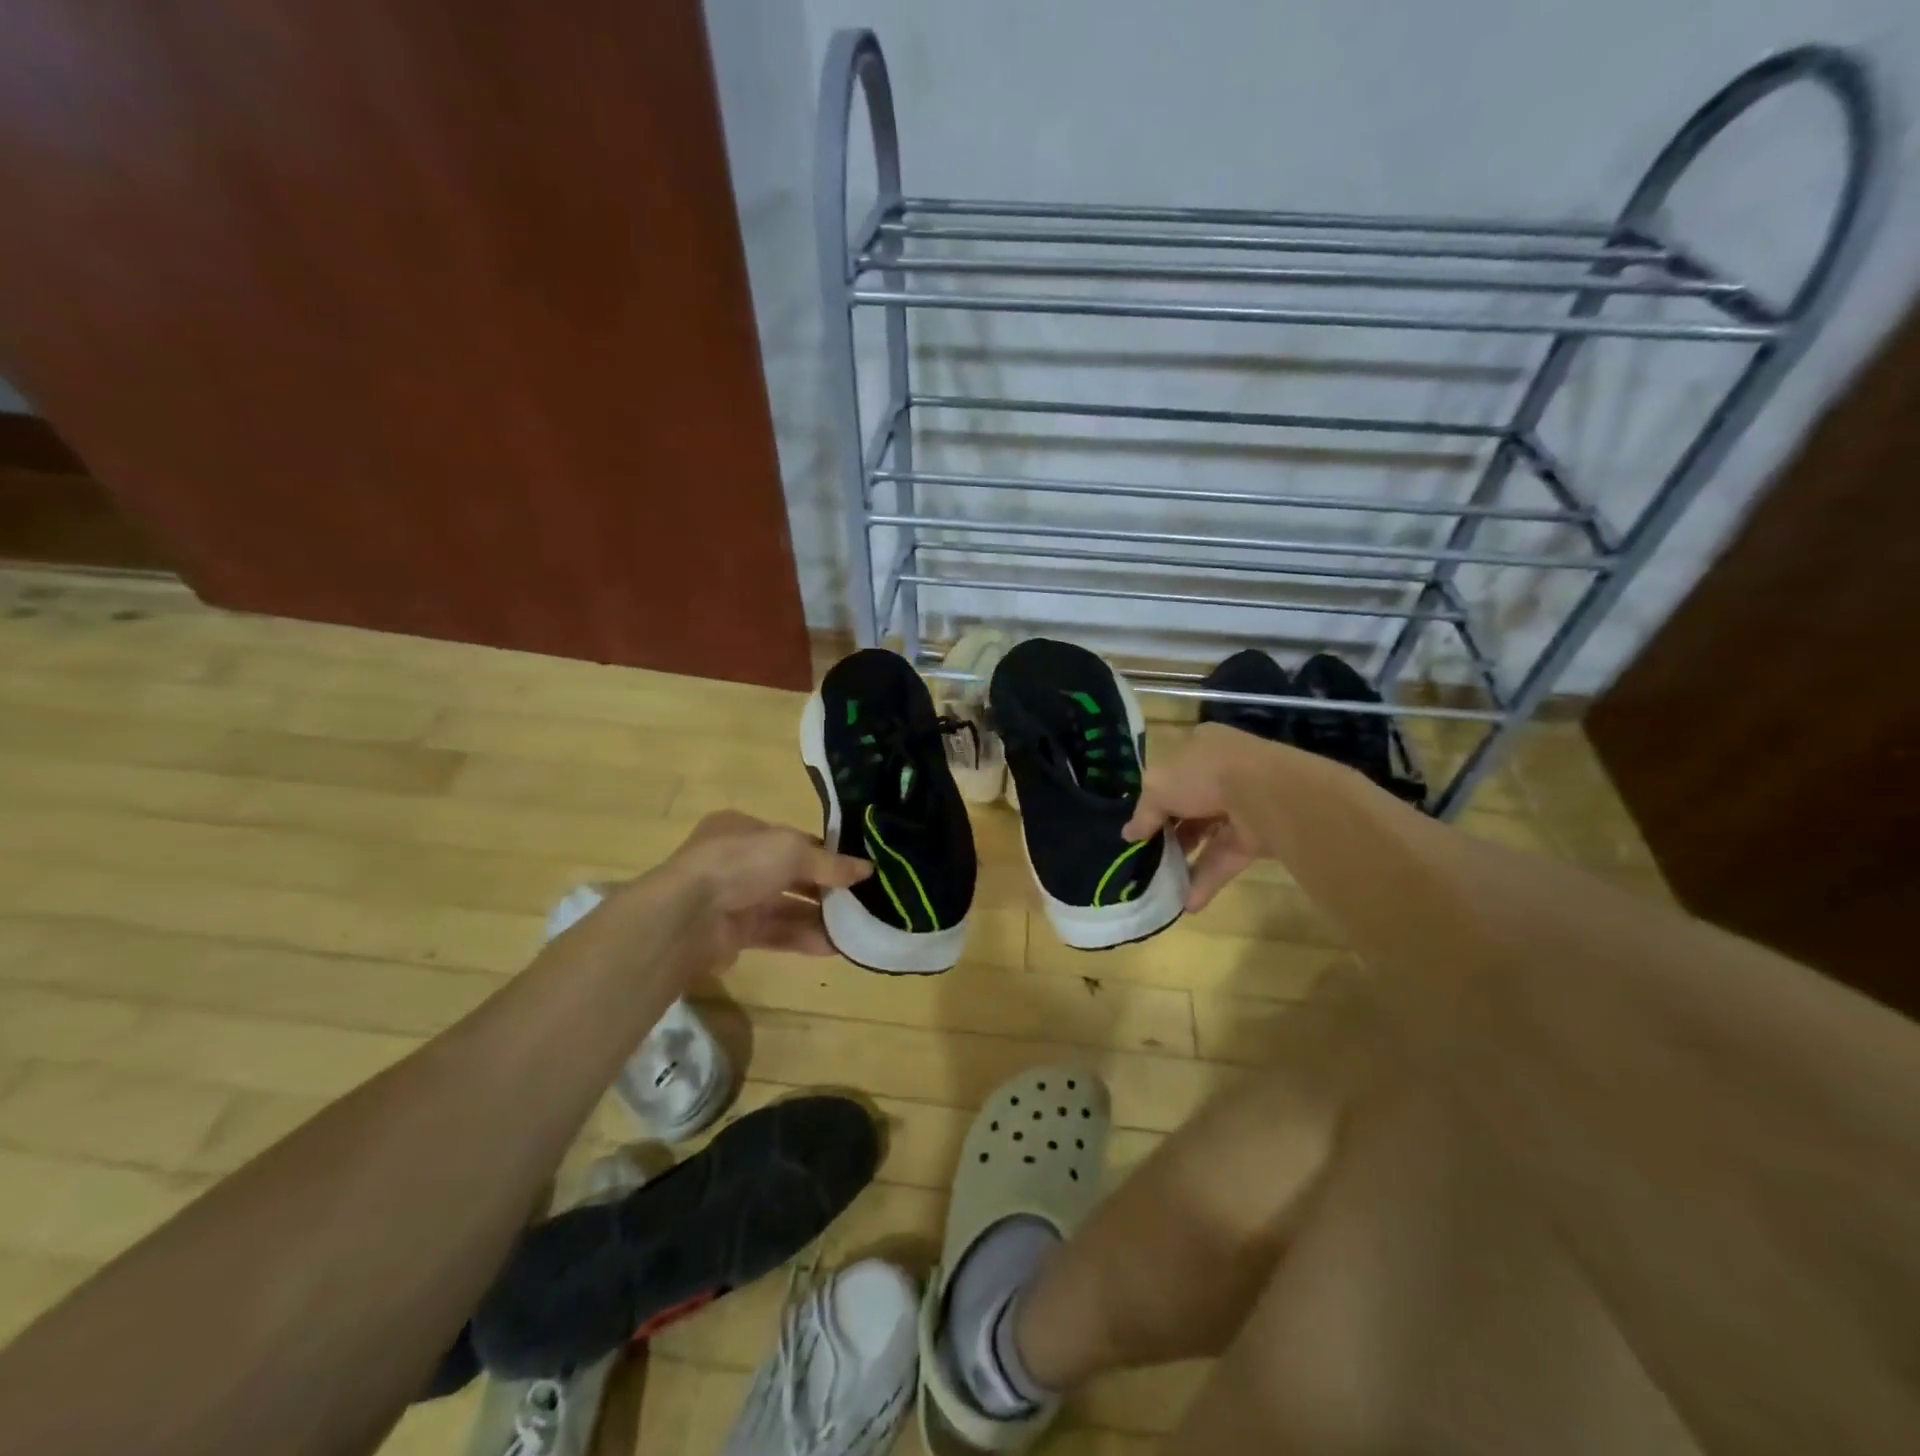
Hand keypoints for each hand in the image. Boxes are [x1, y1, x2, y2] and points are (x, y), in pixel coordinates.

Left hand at [663, 810, 869, 959]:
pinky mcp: (733, 934)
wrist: (687, 916)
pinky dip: (803, 938)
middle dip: (824, 888)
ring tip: (856, 927)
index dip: (825, 853)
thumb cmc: (740, 863)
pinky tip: (834, 946)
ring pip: (784, 906)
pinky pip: (776, 933)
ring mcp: (733, 898)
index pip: (792, 839)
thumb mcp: (793, 850)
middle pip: (790, 874)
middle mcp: (736, 861)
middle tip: (861, 900)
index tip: (856, 868)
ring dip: (819, 916)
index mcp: (743, 829)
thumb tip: (868, 869)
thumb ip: (831, 863)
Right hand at [1123, 723, 1274, 910]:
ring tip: (1161, 881)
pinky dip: (1207, 879)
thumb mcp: (1157, 787)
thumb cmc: (1203, 774)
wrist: (1265, 794)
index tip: (1140, 824)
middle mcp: (1223, 771)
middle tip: (1147, 855)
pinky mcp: (1258, 836)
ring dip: (1185, 858)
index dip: (1155, 796)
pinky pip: (1226, 858)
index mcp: (1200, 746)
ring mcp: (1243, 804)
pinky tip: (1187, 902)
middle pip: (1190, 804)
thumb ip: (1144, 812)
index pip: (1172, 771)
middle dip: (1170, 831)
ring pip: (1208, 833)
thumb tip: (1130, 834)